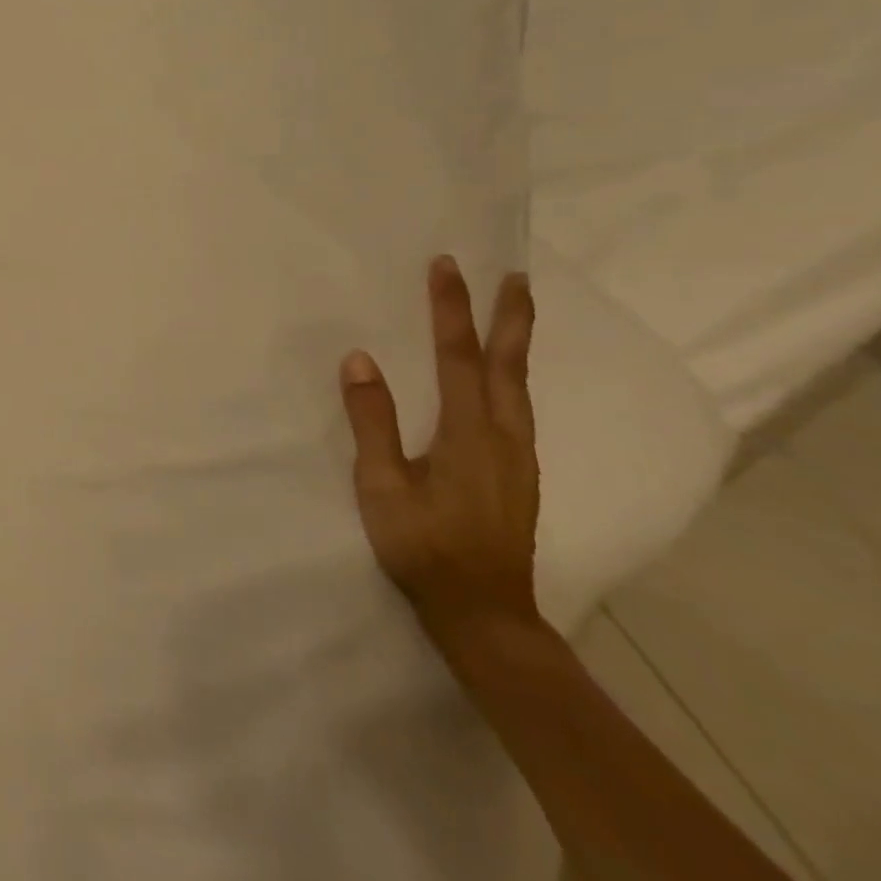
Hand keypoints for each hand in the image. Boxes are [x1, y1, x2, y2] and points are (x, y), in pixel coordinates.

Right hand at [339, 257, 541, 652]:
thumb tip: (360, 359)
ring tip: (517, 311)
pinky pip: (519, 405)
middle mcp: (504, 436)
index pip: (458, 356)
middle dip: (510, 316)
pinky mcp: (520, 473)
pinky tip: (505, 377)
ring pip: (520, 384)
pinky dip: (514, 373)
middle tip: (517, 276)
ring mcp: (519, 456)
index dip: (452, 309)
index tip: (447, 267)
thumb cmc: (424, 548)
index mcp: (468, 434)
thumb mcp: (382, 487)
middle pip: (508, 364)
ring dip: (517, 341)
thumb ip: (373, 422)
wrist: (485, 614)